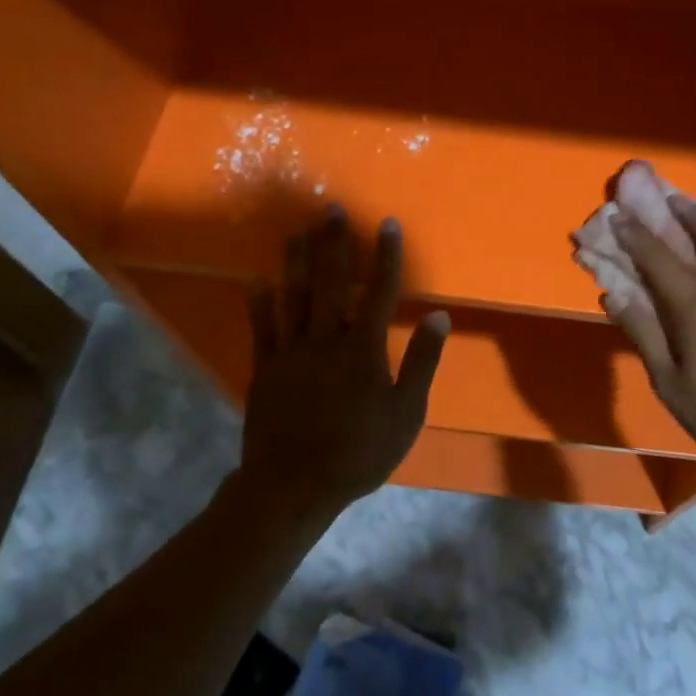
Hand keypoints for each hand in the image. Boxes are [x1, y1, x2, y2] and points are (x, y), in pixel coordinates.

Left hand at [237, 207, 449, 515]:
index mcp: (363, 347)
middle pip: (332, 281)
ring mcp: (291, 351)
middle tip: (331, 209)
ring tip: (297, 230)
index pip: (381, 290)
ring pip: (294, 295)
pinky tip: (256, 280)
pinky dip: (259, 302)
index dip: (387, 255)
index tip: (387, 223)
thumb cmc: (359, 451)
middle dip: (334, 243)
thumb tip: (440, 316)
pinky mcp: (266, 368)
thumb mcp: (406, 412)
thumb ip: (422, 361)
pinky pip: (262, 327)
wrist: (293, 485)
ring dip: (297, 260)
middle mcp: (326, 338)